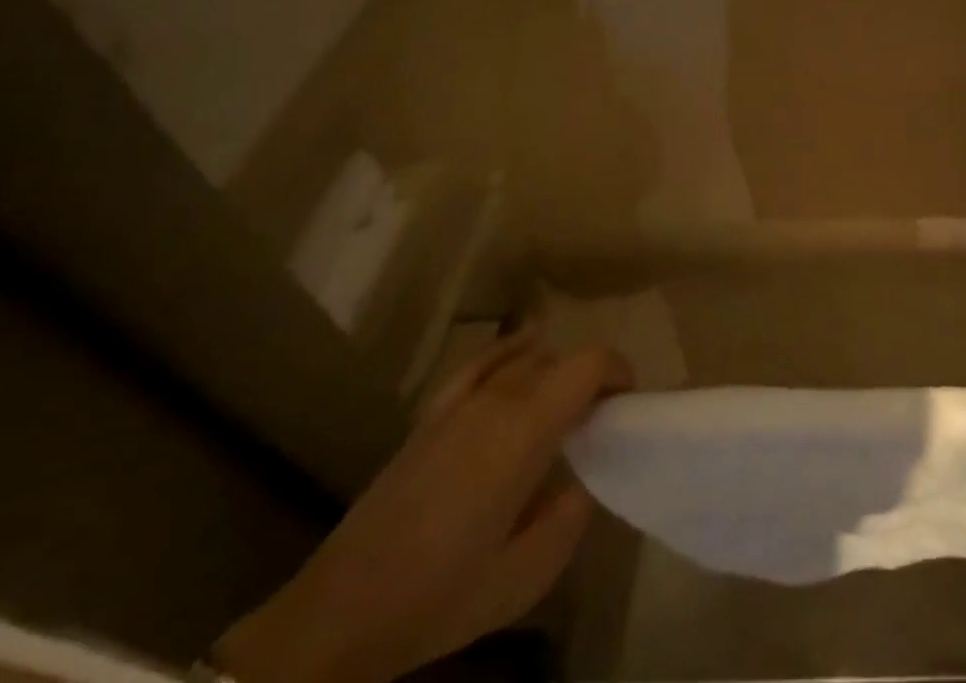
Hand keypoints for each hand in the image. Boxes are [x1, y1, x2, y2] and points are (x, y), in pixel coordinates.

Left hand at [215, 337, 630, 682]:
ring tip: (564, 411)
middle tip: (599, 423)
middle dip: (591, 380)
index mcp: (527, 428)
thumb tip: (584, 477)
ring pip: (527, 360)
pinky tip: (527, 349)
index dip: (619, 372)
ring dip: (557, 374)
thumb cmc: (440, 595)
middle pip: (562, 360)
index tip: (628, 404)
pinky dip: (513, 349)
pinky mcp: (433, 414)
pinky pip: (484, 361)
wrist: (337, 617)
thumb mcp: (527, 574)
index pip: (591, 364)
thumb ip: (572, 514)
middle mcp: (499, 398)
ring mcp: (462, 401)